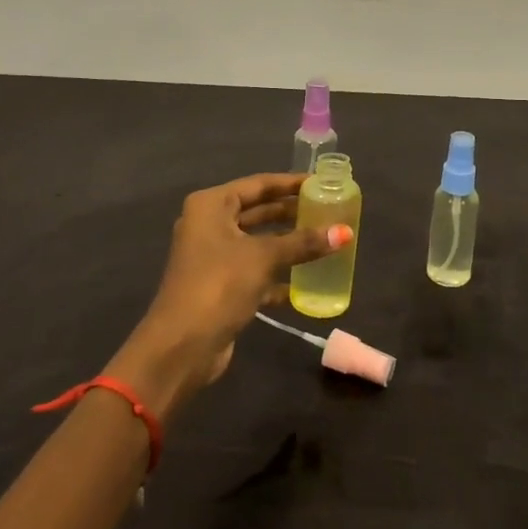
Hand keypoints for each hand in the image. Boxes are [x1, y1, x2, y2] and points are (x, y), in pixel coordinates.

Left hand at [106, 173, 346, 419]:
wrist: (182, 346)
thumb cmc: (219, 284)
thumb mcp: (263, 258)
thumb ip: (303, 243)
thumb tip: (345, 232)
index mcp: (211, 206)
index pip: (258, 184)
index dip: (290, 183)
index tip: (322, 183)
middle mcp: (209, 225)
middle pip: (257, 212)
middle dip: (291, 213)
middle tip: (327, 210)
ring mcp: (213, 257)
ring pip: (258, 243)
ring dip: (287, 244)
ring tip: (324, 241)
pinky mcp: (220, 286)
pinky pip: (255, 271)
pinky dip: (277, 275)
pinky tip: (305, 282)